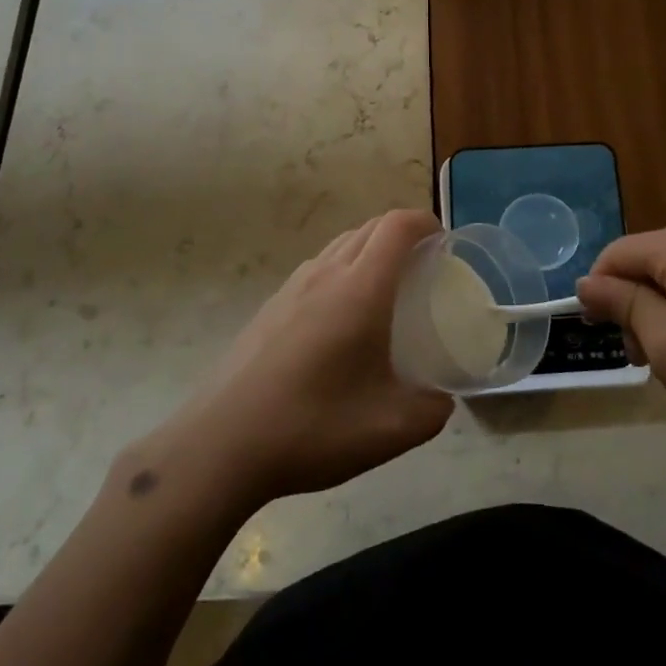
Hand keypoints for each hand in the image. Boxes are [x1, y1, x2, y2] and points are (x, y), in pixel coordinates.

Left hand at [167, 210, 453, 504]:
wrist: (222, 444)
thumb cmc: (313, 427)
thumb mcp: (390, 430)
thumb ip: (431, 410)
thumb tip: (441, 399)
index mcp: (360, 289)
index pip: (397, 226)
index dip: (425, 222)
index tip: (444, 242)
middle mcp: (326, 273)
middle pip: (370, 227)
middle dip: (402, 233)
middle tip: (424, 266)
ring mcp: (292, 286)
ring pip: (340, 244)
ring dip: (370, 249)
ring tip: (386, 288)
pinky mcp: (270, 305)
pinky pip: (317, 267)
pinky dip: (342, 269)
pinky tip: (341, 318)